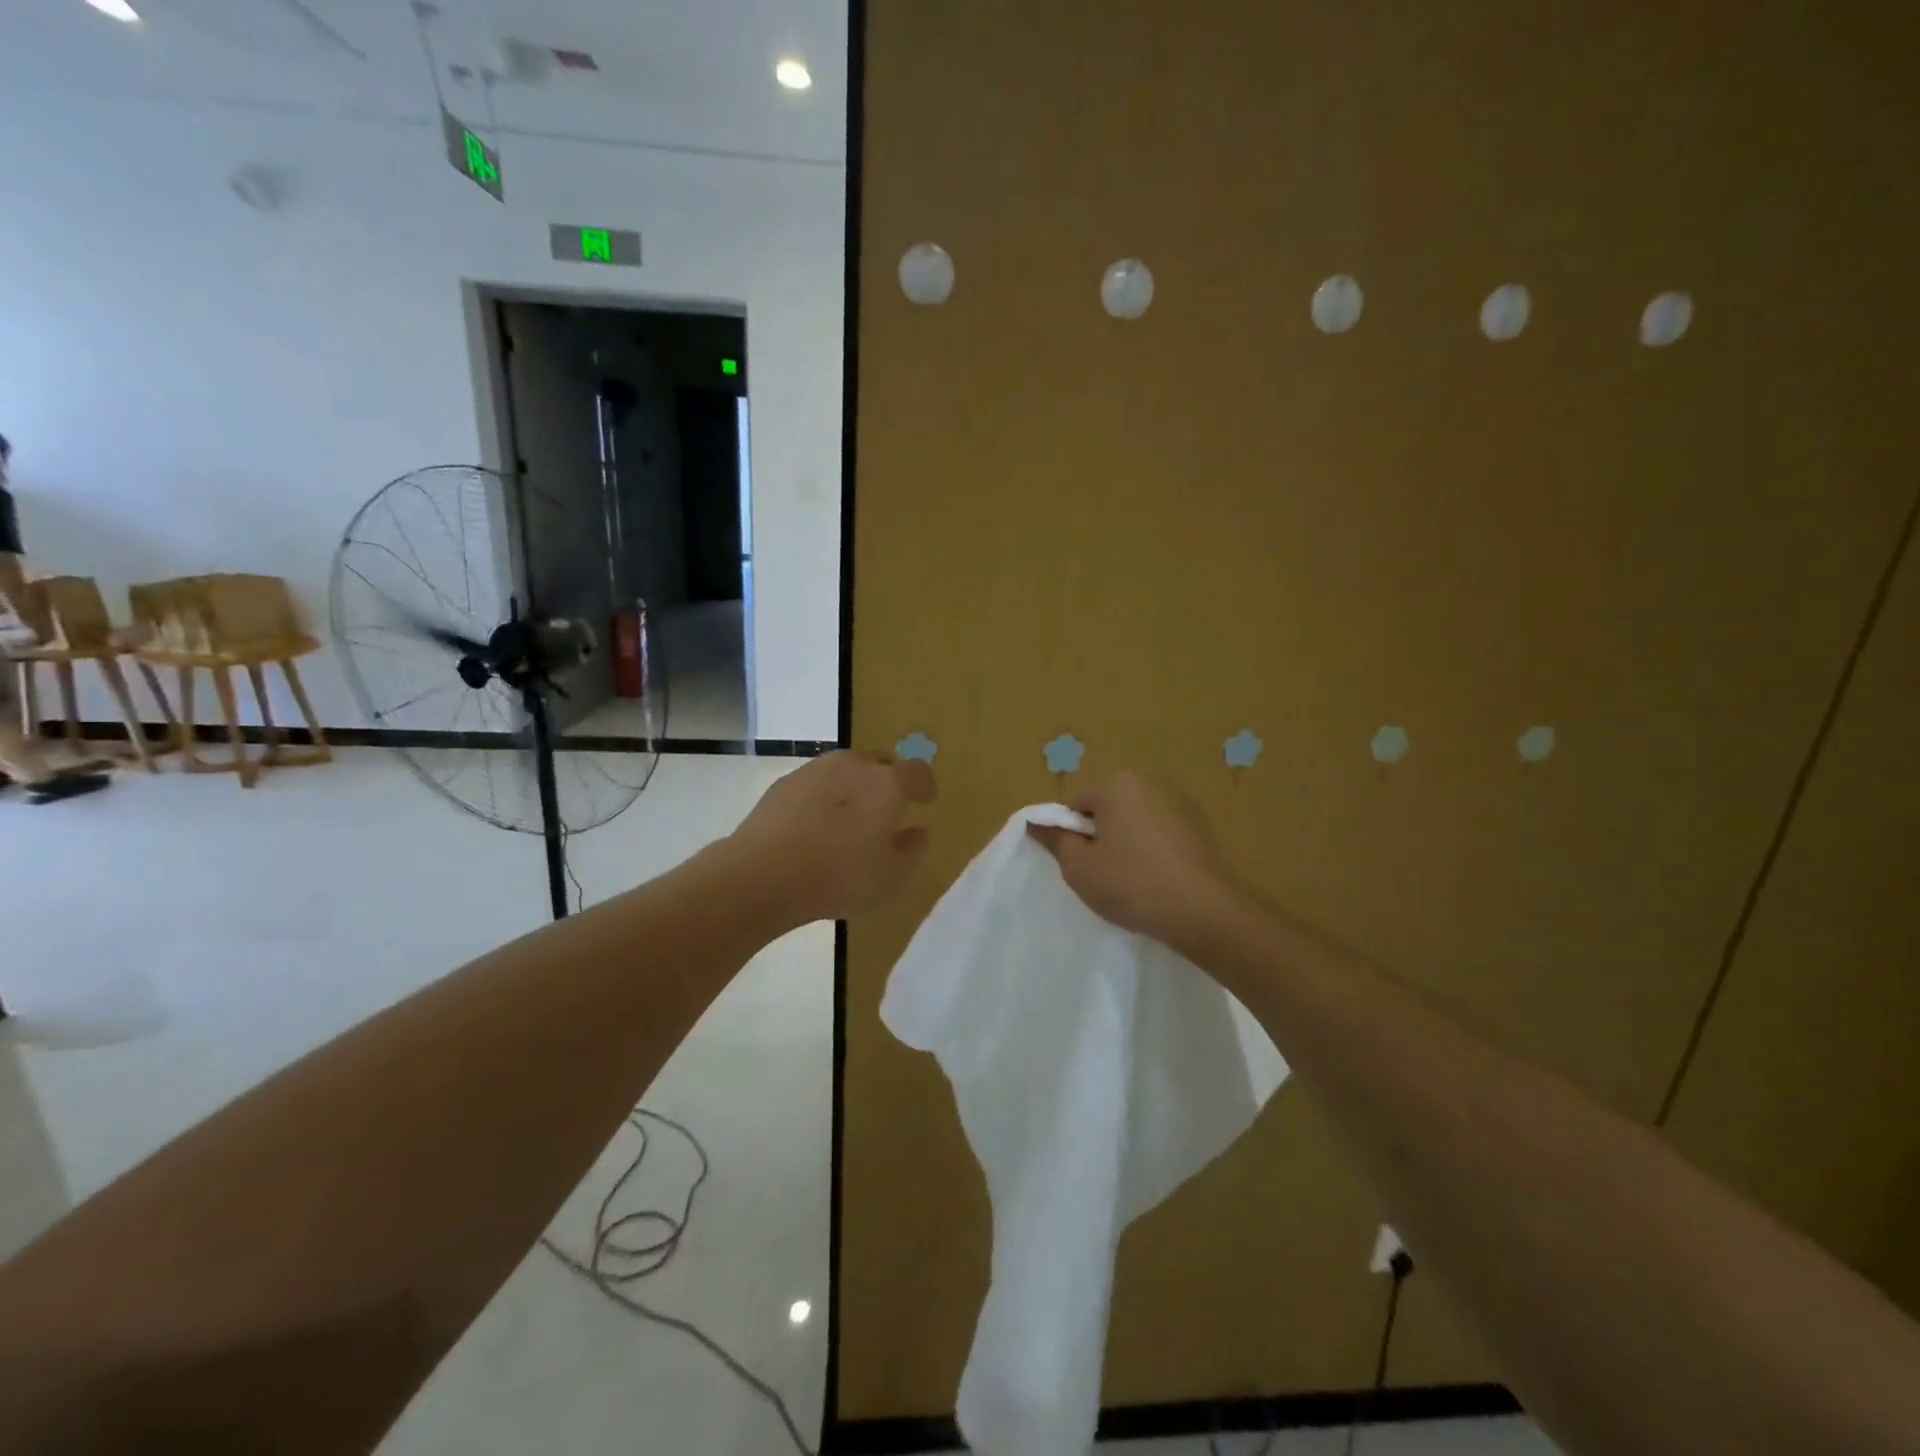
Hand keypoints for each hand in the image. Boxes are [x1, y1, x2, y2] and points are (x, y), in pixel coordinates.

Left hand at [728, 751, 936, 926]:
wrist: (764, 873)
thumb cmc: (840, 876)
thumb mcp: (892, 878)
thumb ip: (913, 851)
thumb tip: (918, 831)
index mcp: (888, 784)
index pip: (918, 772)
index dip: (924, 786)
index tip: (924, 801)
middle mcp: (855, 765)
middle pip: (880, 763)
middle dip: (888, 782)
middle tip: (885, 811)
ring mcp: (816, 769)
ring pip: (846, 770)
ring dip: (853, 787)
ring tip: (847, 819)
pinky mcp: (785, 782)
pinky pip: (816, 783)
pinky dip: (823, 797)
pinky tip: (815, 824)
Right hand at [1027, 772, 1242, 952]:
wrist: (1206, 911)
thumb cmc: (1133, 885)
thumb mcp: (1079, 868)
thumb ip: (1055, 840)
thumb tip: (1034, 821)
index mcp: (1116, 783)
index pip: (1076, 805)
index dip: (1071, 836)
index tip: (1079, 865)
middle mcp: (1149, 781)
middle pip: (1107, 808)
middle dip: (1100, 836)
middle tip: (1102, 875)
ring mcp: (1180, 802)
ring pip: (1136, 821)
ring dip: (1128, 843)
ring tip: (1132, 881)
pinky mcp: (1202, 825)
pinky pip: (1162, 833)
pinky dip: (1154, 850)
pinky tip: (1158, 879)